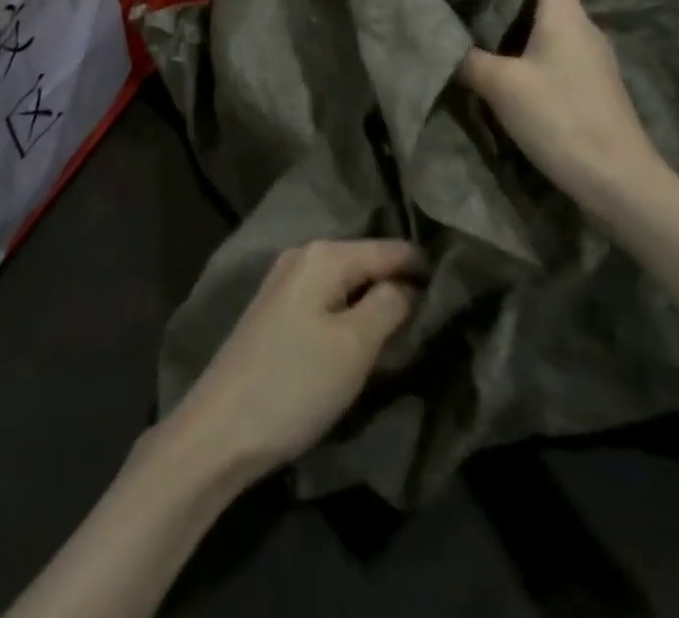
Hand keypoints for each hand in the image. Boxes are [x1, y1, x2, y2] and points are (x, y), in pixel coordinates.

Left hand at [167, 240, 419, 480]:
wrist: (218, 430)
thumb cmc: (294, 383)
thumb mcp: (354, 346)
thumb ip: (390, 305)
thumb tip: (412, 283)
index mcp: (325, 254)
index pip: (390, 249)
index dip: (425, 268)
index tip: (459, 288)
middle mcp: (303, 254)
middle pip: (367, 260)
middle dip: (399, 281)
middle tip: (438, 309)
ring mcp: (285, 280)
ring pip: (347, 280)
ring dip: (375, 298)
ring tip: (409, 321)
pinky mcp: (276, 309)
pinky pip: (327, 296)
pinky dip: (350, 309)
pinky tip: (364, 330)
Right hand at [459, 0, 671, 205]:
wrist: (618, 181)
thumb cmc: (561, 117)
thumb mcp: (502, 86)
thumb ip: (468, 58)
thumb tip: (441, 39)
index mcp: (567, 14)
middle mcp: (584, 29)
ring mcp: (593, 60)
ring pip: (552, 28)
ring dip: (520, 30)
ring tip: (480, 32)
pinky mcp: (593, 88)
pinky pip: (557, 56)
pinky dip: (533, 56)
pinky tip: (509, 72)